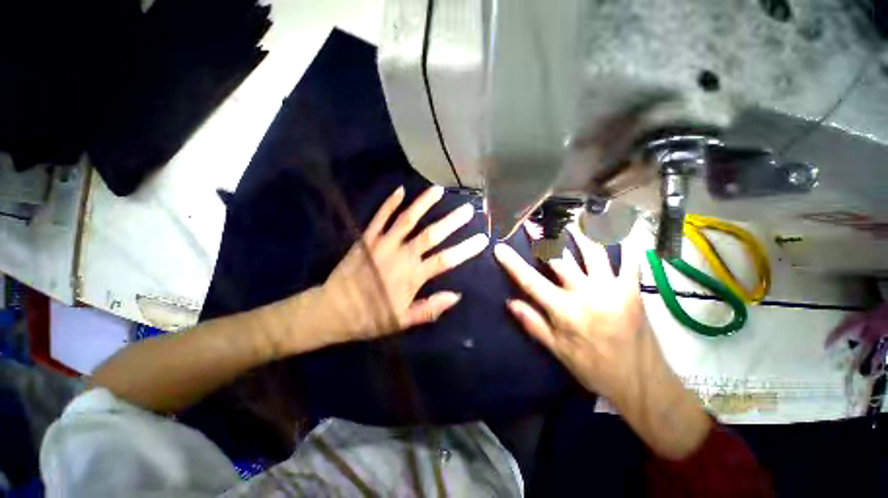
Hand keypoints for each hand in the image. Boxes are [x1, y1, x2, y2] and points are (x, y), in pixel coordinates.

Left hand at [319, 185, 487, 344]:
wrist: (333, 309)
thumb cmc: (371, 317)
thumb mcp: (403, 321)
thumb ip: (430, 309)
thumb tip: (456, 296)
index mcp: (412, 277)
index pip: (446, 260)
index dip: (466, 249)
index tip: (482, 239)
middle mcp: (401, 255)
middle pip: (431, 234)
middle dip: (452, 221)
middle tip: (468, 209)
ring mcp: (383, 243)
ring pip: (407, 219)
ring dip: (424, 203)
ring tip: (439, 190)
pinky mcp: (367, 238)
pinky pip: (380, 217)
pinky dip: (390, 203)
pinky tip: (400, 189)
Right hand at [494, 225, 654, 402]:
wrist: (642, 383)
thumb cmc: (594, 369)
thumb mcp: (558, 351)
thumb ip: (533, 323)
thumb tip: (510, 302)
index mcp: (565, 312)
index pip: (531, 281)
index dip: (513, 263)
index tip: (500, 247)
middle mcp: (587, 294)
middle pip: (559, 258)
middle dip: (542, 237)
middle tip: (532, 222)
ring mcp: (613, 288)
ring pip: (592, 251)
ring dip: (578, 232)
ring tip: (568, 218)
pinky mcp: (633, 289)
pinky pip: (629, 259)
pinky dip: (623, 241)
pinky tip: (615, 226)